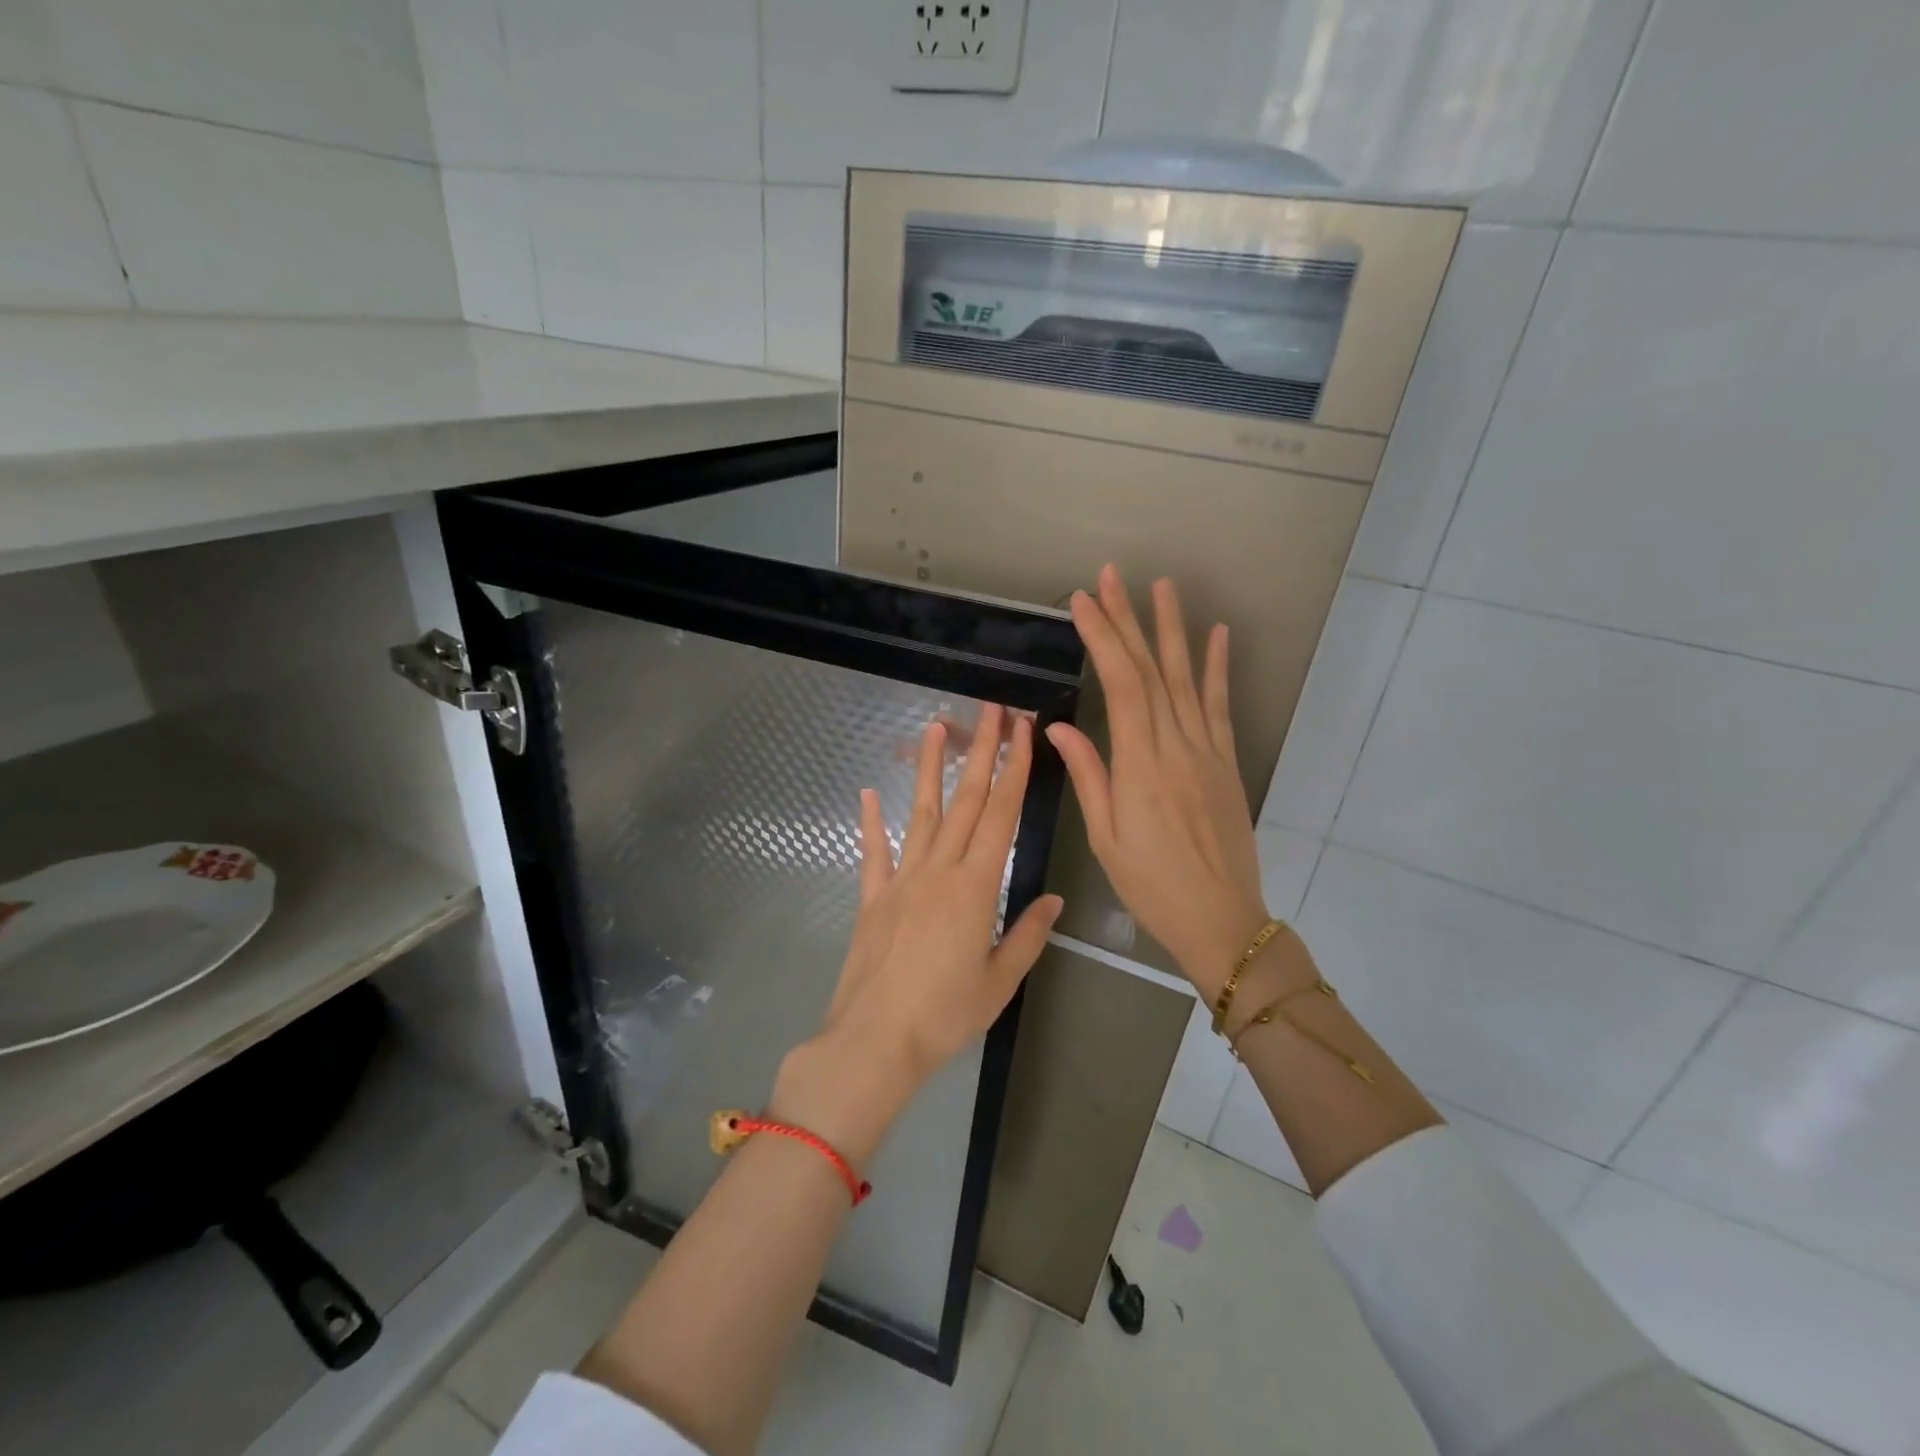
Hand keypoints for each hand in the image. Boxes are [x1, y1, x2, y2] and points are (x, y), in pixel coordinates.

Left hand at [773, 706, 1062, 1164]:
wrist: (873, 1042)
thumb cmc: (944, 1016)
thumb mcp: (999, 982)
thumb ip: (1027, 935)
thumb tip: (1053, 899)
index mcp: (975, 887)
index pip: (1000, 814)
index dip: (1014, 769)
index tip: (1023, 731)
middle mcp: (938, 871)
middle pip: (965, 800)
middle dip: (981, 750)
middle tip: (991, 709)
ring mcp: (901, 880)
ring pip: (921, 813)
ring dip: (930, 768)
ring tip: (935, 726)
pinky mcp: (873, 898)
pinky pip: (873, 852)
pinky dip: (871, 821)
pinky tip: (869, 792)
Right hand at [1046, 565, 1269, 998]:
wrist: (1222, 919)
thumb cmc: (1152, 886)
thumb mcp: (1106, 838)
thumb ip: (1089, 776)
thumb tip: (1058, 727)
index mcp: (1140, 766)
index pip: (1121, 685)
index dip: (1103, 639)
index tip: (1083, 602)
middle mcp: (1176, 747)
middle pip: (1152, 671)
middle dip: (1129, 620)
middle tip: (1113, 577)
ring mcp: (1207, 751)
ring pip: (1188, 679)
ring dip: (1173, 630)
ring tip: (1162, 586)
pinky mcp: (1226, 762)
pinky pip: (1221, 707)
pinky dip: (1218, 668)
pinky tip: (1216, 635)